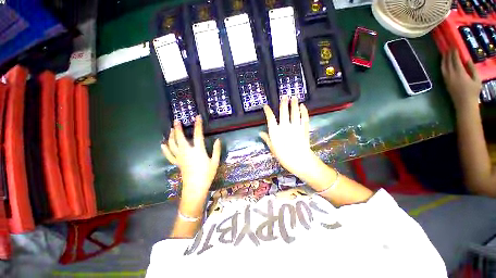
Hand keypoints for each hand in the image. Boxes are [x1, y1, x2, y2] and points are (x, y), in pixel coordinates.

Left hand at [161, 116, 220, 206]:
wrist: (195, 187)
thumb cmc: (207, 174)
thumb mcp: (215, 162)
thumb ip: (216, 150)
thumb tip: (218, 140)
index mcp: (198, 150)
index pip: (198, 134)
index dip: (198, 125)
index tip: (197, 117)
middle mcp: (187, 151)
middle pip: (180, 137)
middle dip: (178, 128)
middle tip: (176, 120)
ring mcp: (180, 157)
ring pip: (173, 144)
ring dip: (171, 136)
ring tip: (171, 129)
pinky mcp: (177, 162)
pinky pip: (169, 155)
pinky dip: (165, 149)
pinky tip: (163, 144)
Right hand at [260, 96, 315, 176]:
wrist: (300, 161)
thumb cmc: (283, 156)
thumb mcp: (272, 148)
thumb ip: (267, 139)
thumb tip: (260, 133)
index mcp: (275, 132)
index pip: (270, 118)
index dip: (267, 111)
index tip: (266, 106)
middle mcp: (285, 127)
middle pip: (284, 112)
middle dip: (284, 103)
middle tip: (284, 96)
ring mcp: (295, 127)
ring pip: (295, 112)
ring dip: (294, 104)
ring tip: (294, 97)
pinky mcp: (304, 128)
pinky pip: (304, 117)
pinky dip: (304, 111)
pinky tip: (303, 106)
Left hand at [441, 49, 481, 111]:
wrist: (464, 104)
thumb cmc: (473, 92)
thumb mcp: (476, 79)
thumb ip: (472, 68)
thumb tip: (467, 59)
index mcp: (460, 73)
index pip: (455, 60)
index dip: (454, 53)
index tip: (454, 47)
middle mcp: (451, 75)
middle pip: (448, 62)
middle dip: (448, 54)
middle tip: (448, 48)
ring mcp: (447, 79)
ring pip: (443, 67)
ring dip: (443, 59)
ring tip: (444, 53)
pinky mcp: (445, 83)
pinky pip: (443, 72)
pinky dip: (443, 66)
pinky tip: (444, 63)